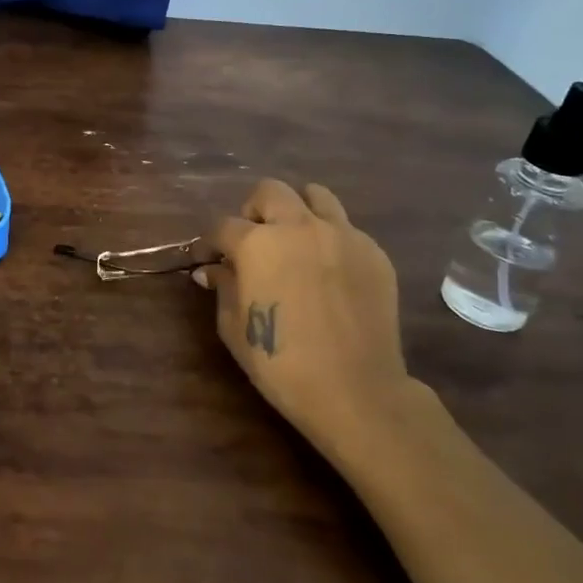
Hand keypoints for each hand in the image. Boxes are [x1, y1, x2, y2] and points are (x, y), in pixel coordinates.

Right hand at [196, 178, 413, 448]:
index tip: (209, 259)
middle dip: (254, 211)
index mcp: (258, 244)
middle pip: (270, 191)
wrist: (356, 391)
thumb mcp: (234, 327)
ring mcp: (342, 235)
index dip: (211, 242)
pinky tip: (328, 271)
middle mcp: (299, 226)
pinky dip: (330, 238)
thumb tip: (212, 270)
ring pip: (315, 195)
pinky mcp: (373, 252)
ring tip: (294, 240)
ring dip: (297, 210)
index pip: (223, 225)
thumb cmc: (281, 363)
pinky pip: (346, 228)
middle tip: (253, 241)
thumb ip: (223, 287)